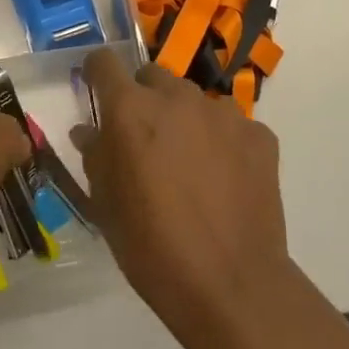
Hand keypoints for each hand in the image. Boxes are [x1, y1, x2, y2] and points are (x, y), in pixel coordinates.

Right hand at [74, 48, 297, 348]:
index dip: (97, 72)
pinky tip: (226, 179)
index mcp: (130, 109)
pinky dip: (224, 141)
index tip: (95, 87)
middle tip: (145, 139)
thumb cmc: (152, 247)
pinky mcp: (259, 135)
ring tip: (190, 163)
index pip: (105, 63)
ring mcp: (223, 113)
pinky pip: (233, 125)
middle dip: (144, 98)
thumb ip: (95, 156)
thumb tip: (89, 130)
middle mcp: (176, 97)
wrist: (231, 285)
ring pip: (194, 100)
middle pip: (153, 77)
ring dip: (185, 119)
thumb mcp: (105, 205)